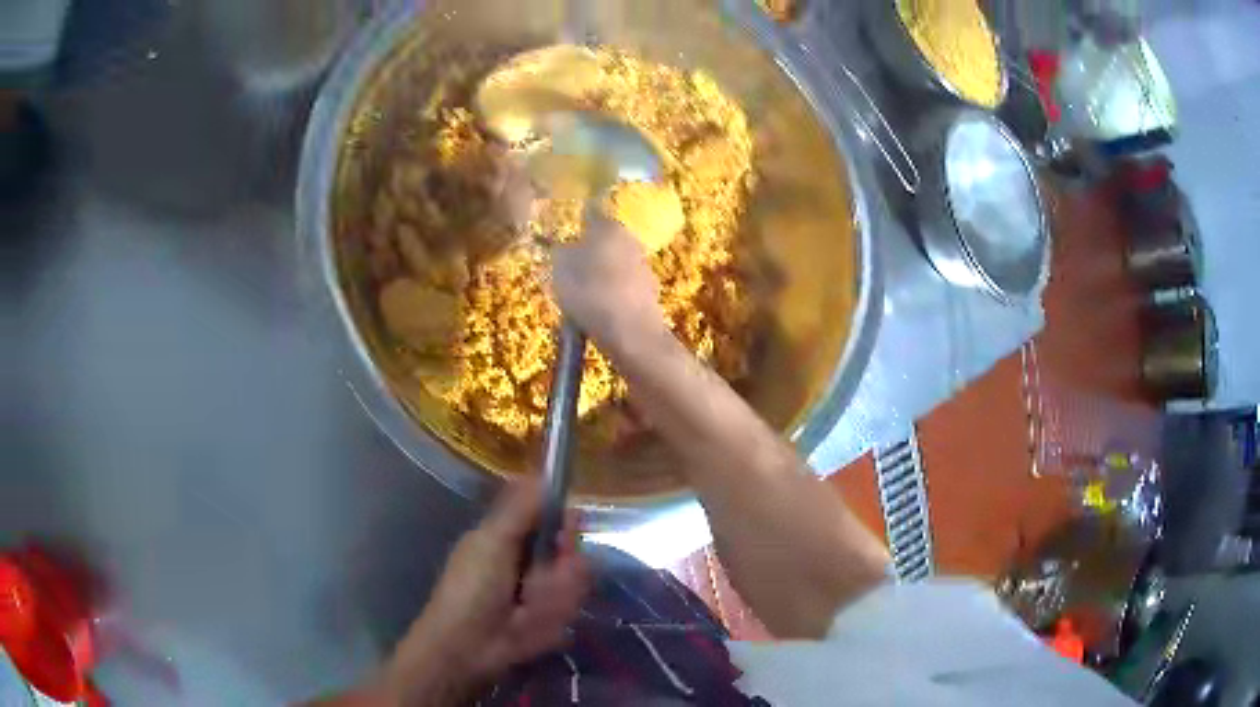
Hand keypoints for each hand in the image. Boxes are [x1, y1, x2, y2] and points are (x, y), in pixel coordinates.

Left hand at [381, 480, 590, 705]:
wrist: (469, 646)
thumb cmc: (471, 588)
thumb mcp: (493, 540)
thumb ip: (521, 507)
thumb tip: (546, 473)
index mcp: (513, 534)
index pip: (555, 514)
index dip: (566, 521)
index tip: (565, 532)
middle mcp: (535, 557)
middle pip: (574, 547)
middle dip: (563, 566)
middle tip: (537, 581)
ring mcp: (548, 588)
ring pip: (578, 577)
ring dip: (555, 594)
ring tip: (526, 608)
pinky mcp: (558, 616)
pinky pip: (574, 604)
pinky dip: (555, 613)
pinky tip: (532, 622)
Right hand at [551, 212, 665, 346]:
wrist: (631, 333)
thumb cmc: (590, 292)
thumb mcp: (560, 267)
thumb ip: (560, 252)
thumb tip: (564, 246)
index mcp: (610, 227)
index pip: (591, 215)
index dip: (577, 223)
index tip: (565, 233)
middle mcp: (631, 241)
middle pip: (606, 241)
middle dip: (590, 252)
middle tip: (570, 269)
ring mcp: (645, 268)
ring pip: (616, 265)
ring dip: (602, 275)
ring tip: (582, 296)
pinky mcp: (651, 294)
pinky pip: (624, 289)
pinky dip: (613, 296)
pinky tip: (600, 312)